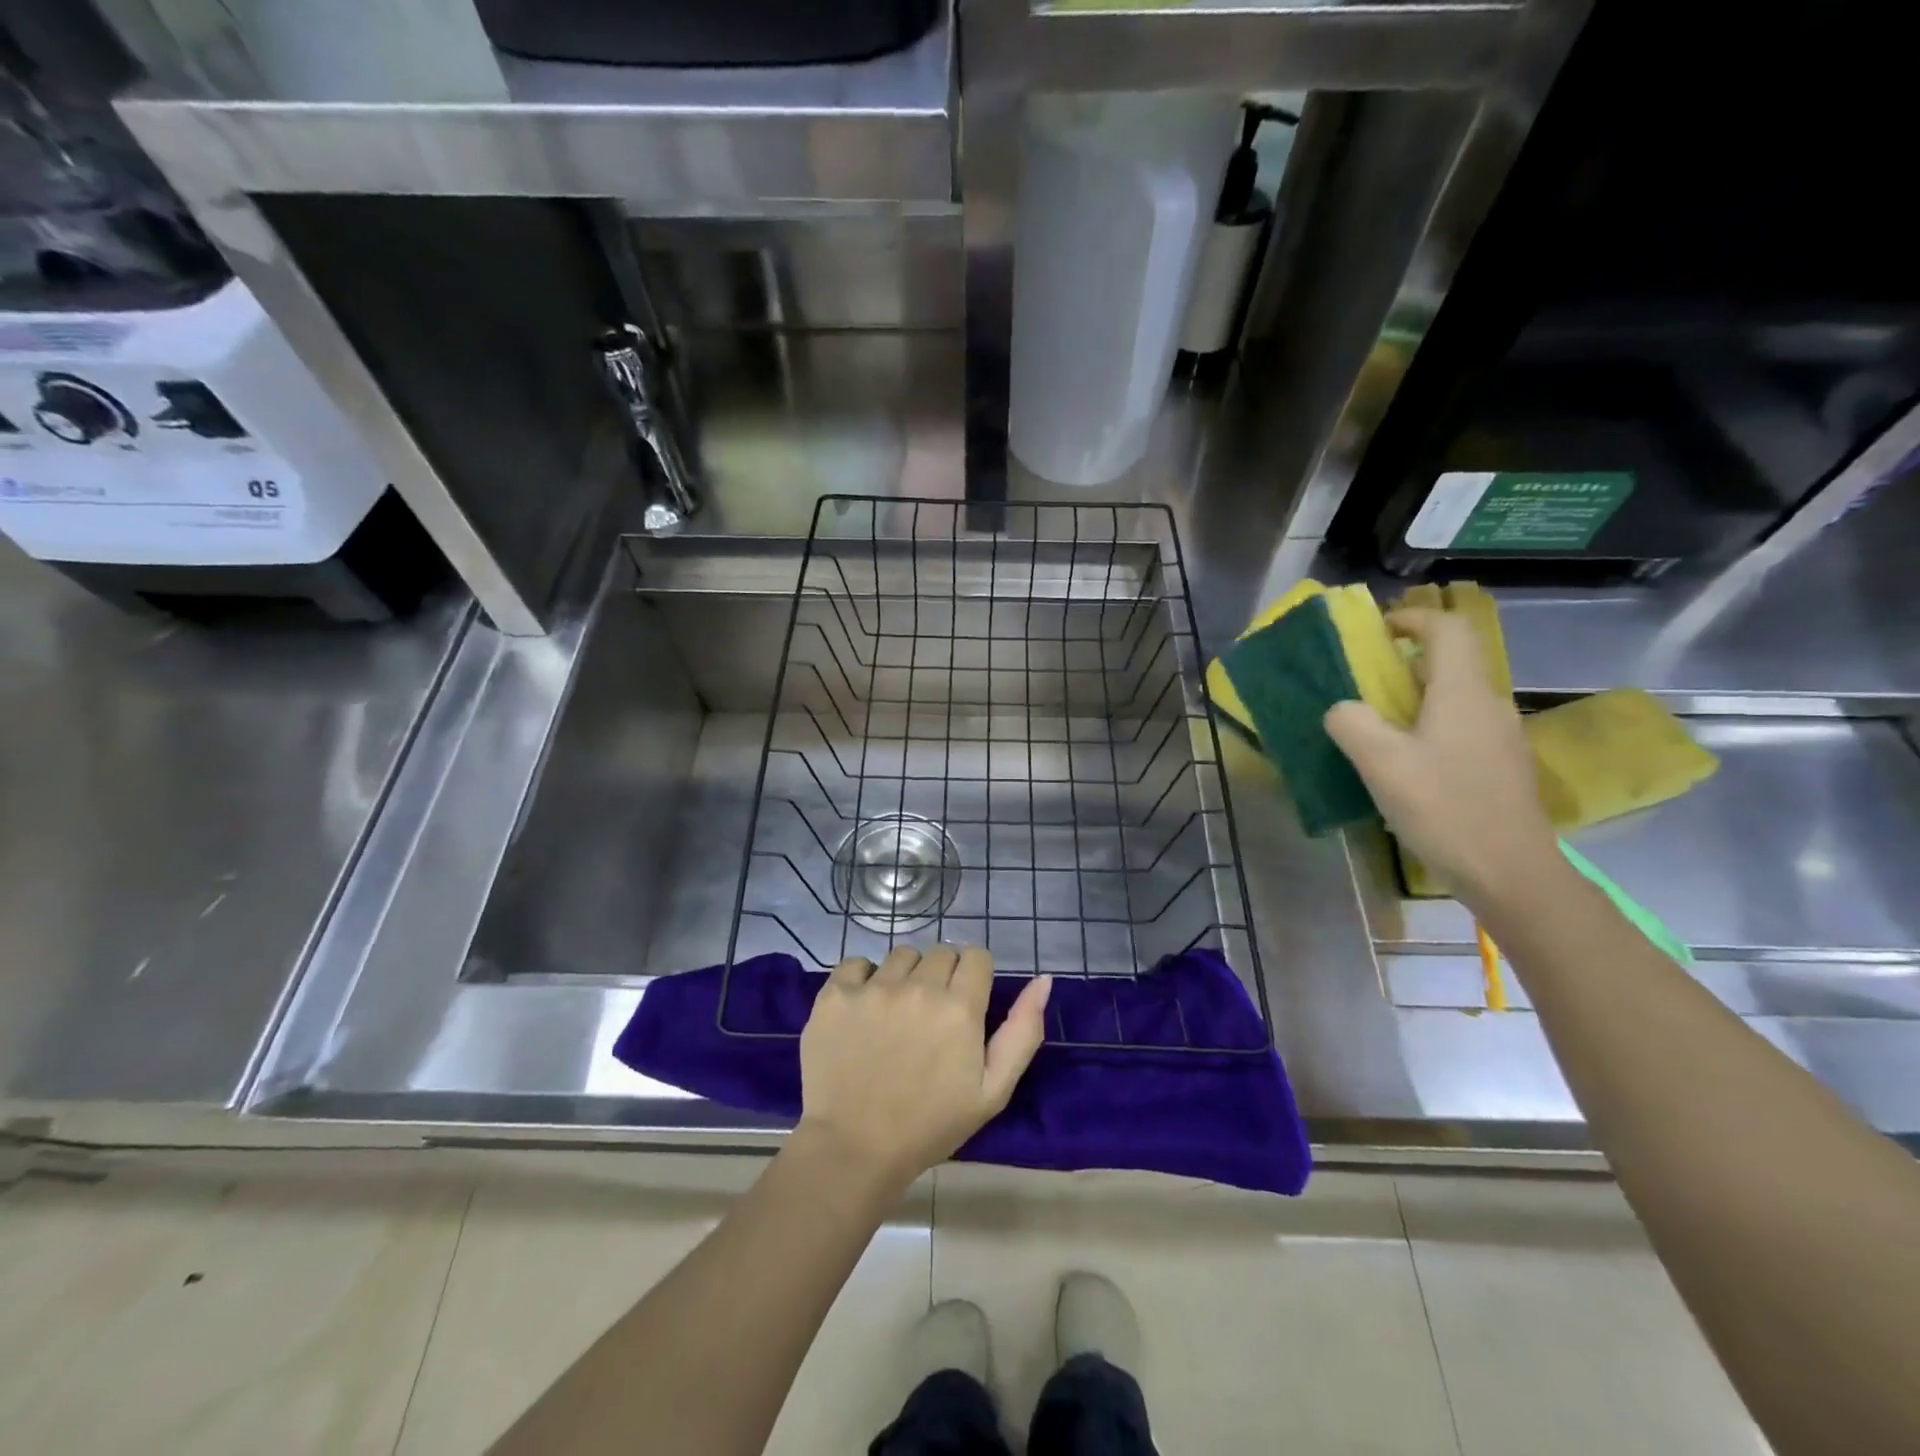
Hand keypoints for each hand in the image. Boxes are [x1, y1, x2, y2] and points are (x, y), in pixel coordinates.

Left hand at [795, 944, 1051, 1189]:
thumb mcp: (993, 1091)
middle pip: (940, 952)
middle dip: (942, 977)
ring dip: (905, 976)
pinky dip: (863, 979)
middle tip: (930, 1017)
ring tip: (896, 1015)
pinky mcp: (835, 994)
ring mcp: (873, 988)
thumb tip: (1043, 980)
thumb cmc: (930, 1126)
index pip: (976, 956)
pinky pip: (857, 963)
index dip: (974, 978)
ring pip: (902, 955)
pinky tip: (863, 1010)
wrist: (853, 1150)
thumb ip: (1023, 1031)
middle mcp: (918, 987)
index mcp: (960, 1007)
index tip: (964, 1005)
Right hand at [1323, 607, 1557, 902]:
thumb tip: (1343, 710)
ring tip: (1376, 724)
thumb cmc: (1445, 809)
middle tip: (1364, 681)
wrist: (1511, 873)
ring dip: (1415, 697)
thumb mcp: (1382, 763)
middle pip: (1452, 661)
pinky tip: (1405, 763)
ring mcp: (1500, 738)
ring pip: (1455, 697)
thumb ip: (1352, 723)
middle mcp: (1489, 705)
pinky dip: (1428, 725)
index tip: (1377, 630)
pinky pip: (1460, 727)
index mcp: (1463, 693)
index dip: (1413, 618)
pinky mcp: (1500, 767)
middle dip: (1406, 661)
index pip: (1448, 629)